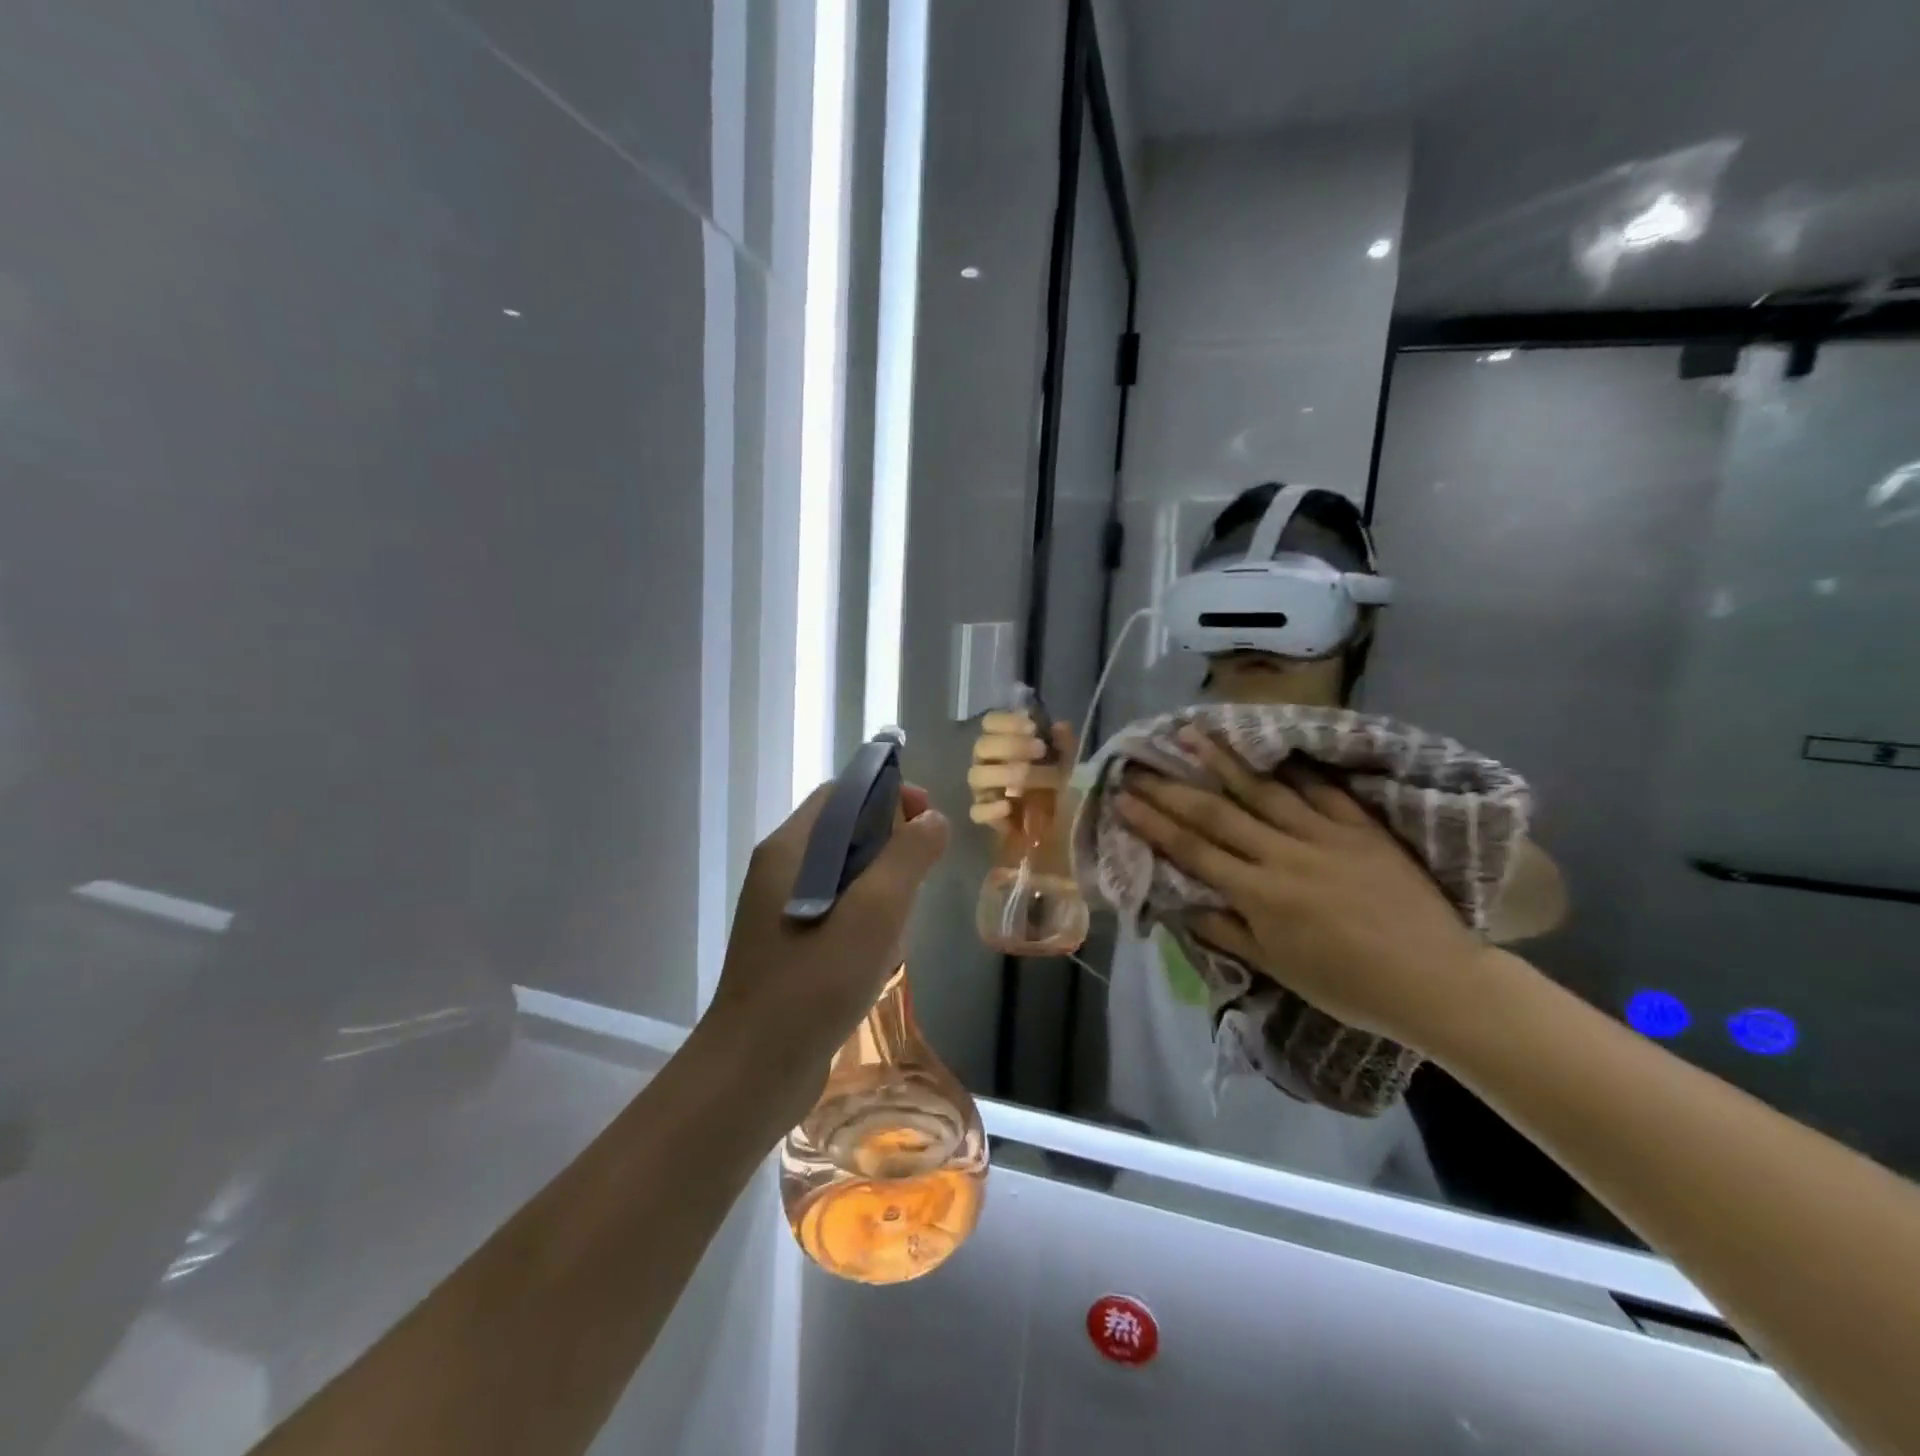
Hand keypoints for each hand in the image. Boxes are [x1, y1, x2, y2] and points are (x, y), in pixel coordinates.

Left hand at [705, 783, 948, 1116]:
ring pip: (843, 871)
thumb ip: (906, 857)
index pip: (842, 793)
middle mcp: (779, 869)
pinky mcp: (787, 942)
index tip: (926, 821)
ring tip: (905, 917)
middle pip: (843, 829)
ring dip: (881, 882)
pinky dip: (865, 913)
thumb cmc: (815, 982)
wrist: (755, 1069)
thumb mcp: (874, 913)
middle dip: (890, 842)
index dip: (888, 795)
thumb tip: (932, 818)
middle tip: (923, 873)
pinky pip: (835, 907)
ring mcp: (779, 908)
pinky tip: (882, 949)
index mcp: (789, 849)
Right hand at [968, 711, 1074, 828]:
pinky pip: (977, 811)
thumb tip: (1058, 727)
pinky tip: (1009, 806)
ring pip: (976, 776)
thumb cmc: (1063, 786)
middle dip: (1011, 745)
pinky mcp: (987, 818)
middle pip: (982, 746)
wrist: (1066, 826)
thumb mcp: (1070, 762)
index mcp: (1004, 743)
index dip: (1007, 721)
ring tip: (1027, 779)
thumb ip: (1065, 744)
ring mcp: (985, 791)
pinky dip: (991, 809)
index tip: (1032, 728)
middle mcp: (989, 763)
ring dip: (1004, 773)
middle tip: (1040, 750)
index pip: (991, 722)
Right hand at [1112, 729, 1487, 1053]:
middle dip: (1172, 788)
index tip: (1123, 798)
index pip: (1193, 850)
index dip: (1153, 823)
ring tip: (1194, 733)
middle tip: (1140, 763)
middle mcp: (1285, 855)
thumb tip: (1183, 906)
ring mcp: (1326, 836)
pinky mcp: (1363, 828)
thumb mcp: (1280, 970)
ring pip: (1265, 790)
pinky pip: (1324, 791)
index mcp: (1260, 894)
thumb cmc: (1351, 986)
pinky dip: (1297, 768)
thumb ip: (1229, 932)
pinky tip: (1273, 747)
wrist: (1438, 982)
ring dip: (1224, 760)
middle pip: (1217, 813)